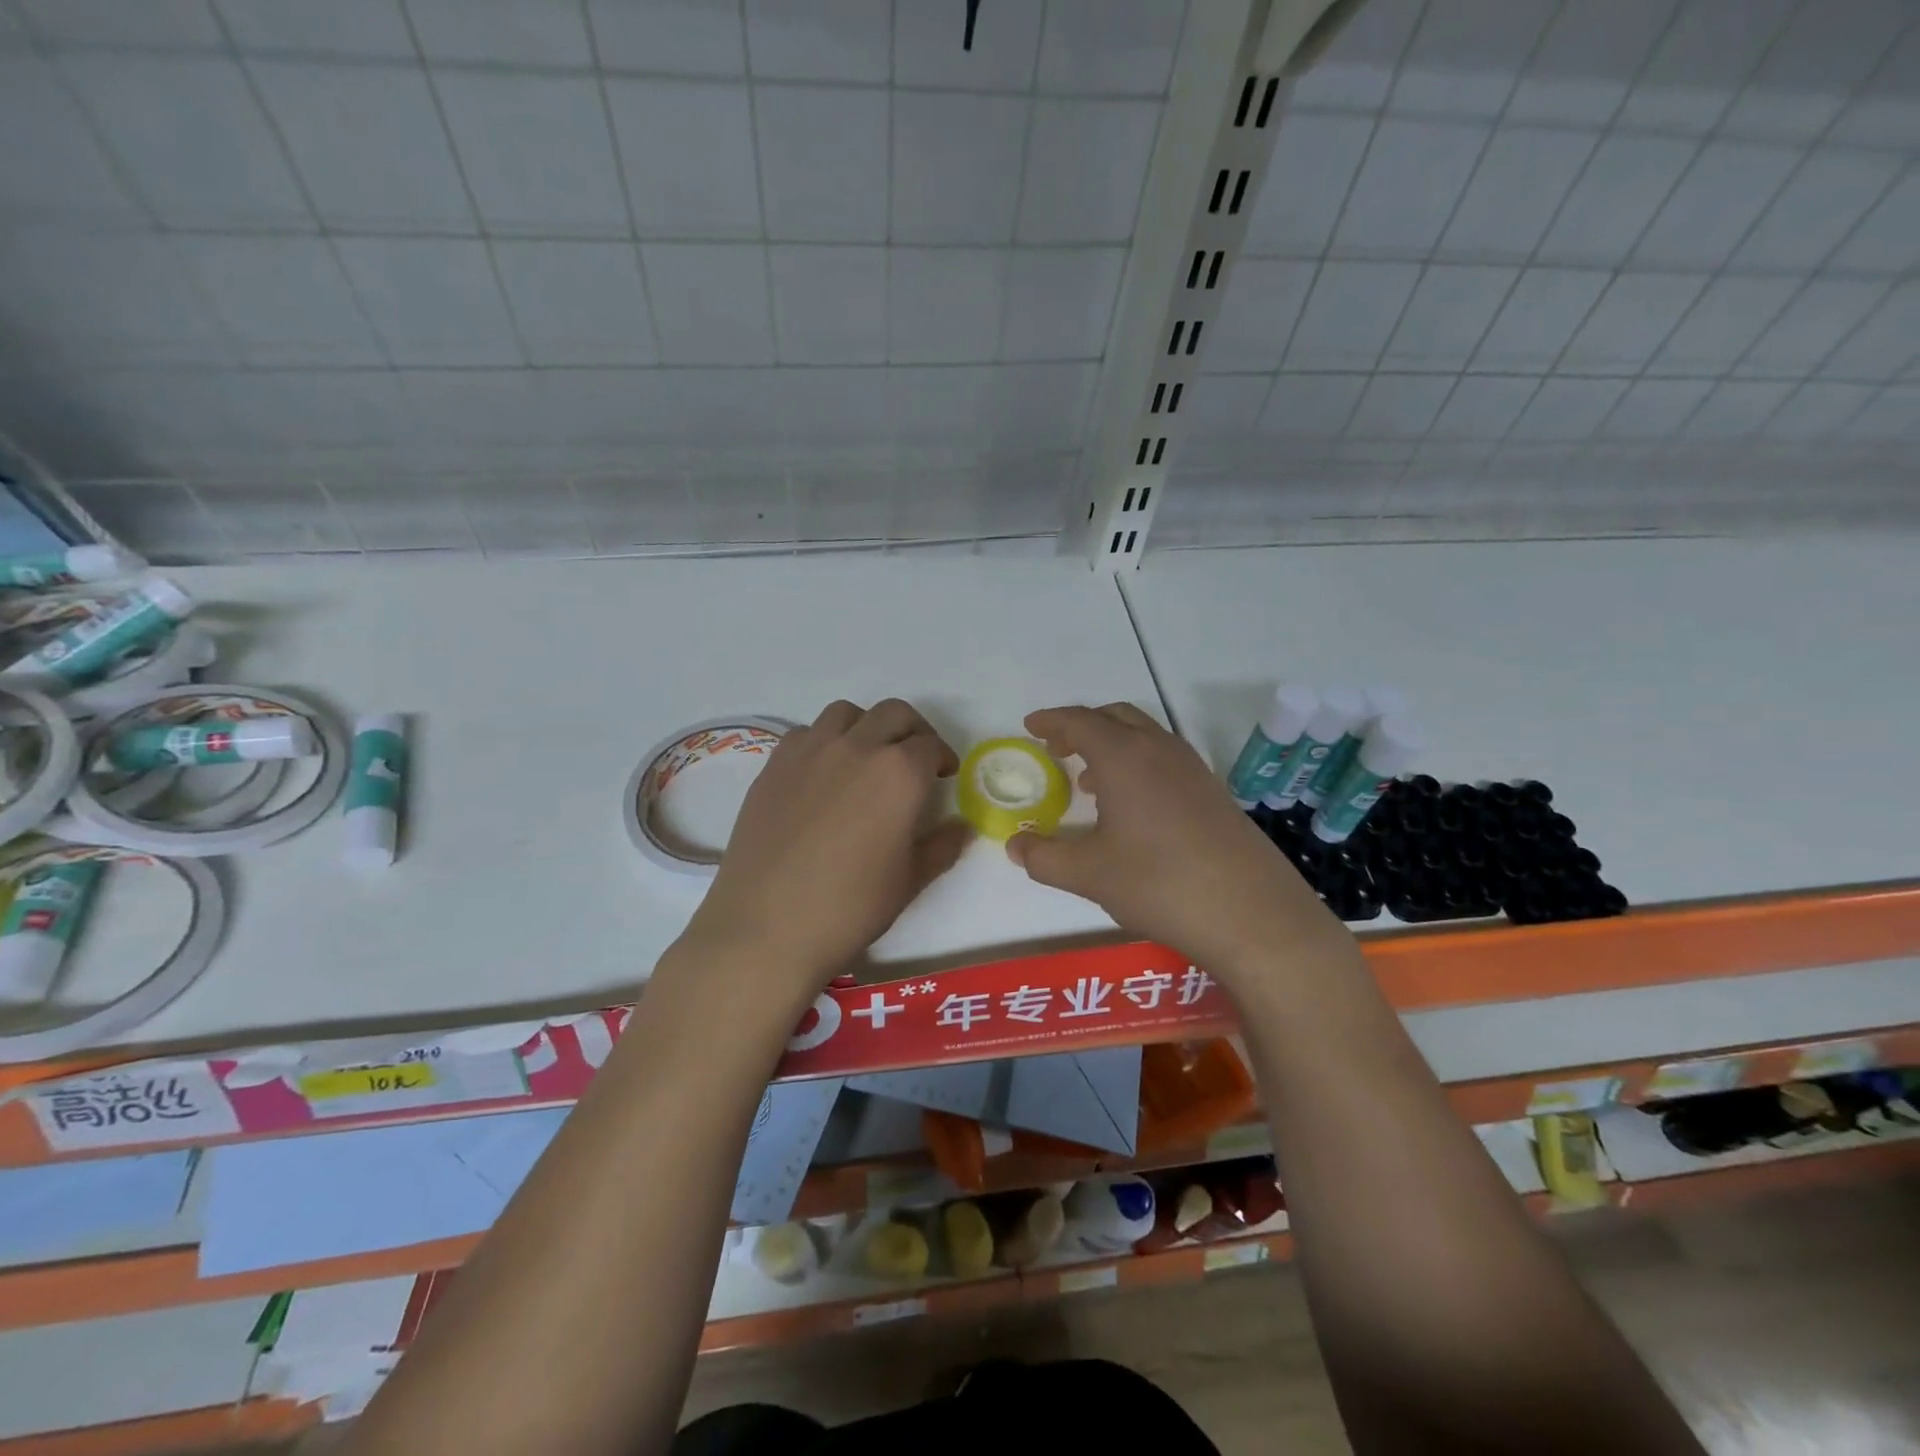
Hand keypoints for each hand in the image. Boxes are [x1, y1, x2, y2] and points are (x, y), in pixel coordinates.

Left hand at [679, 699, 970, 1006]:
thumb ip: (942, 846)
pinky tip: (823, 774)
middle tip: (915, 760)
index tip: (943, 775)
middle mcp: (857, 747)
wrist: (766, 928)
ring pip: (847, 713)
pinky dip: (824, 740)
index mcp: (899, 773)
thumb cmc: (849, 908)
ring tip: (868, 758)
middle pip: (894, 714)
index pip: (931, 745)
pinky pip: (806, 733)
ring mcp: (810, 751)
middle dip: (913, 731)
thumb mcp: (910, 881)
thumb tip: (962, 827)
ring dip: (867, 726)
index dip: (943, 758)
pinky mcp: (774, 765)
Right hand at [1006, 704, 1351, 977]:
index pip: (1081, 722)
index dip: (1052, 720)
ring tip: (1089, 781)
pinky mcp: (1214, 792)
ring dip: (1112, 746)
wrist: (1251, 913)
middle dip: (1082, 726)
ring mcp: (1193, 770)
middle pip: (1116, 717)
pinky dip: (1138, 765)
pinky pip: (1165, 760)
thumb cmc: (1158, 883)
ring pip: (1145, 737)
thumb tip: (1015, 845)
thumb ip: (1044, 857)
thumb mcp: (1088, 874)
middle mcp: (1160, 751)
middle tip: (1057, 747)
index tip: (1030, 725)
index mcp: (1125, 757)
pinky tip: (1132, 808)